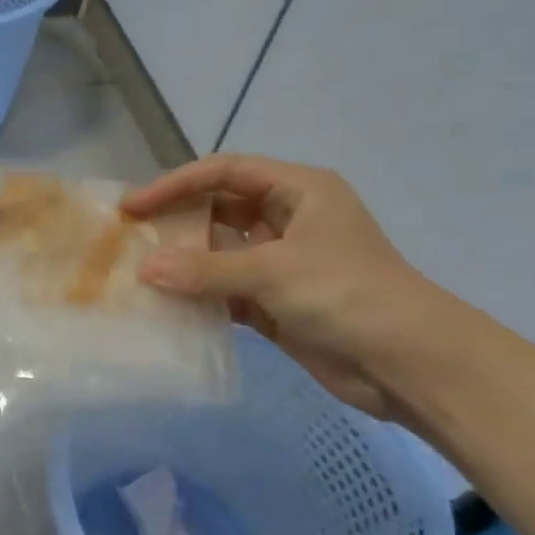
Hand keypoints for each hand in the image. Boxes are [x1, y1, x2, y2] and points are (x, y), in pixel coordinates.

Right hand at [121, 156, 445, 418]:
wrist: (405, 361)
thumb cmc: (345, 293)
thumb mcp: (273, 271)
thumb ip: (205, 270)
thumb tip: (144, 269)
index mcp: (299, 191)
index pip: (226, 173)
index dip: (177, 184)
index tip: (135, 206)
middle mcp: (288, 220)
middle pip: (220, 211)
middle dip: (177, 223)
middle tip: (130, 240)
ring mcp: (282, 265)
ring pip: (221, 255)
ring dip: (185, 264)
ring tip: (137, 274)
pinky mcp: (277, 304)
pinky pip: (227, 293)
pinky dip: (200, 298)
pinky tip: (166, 307)